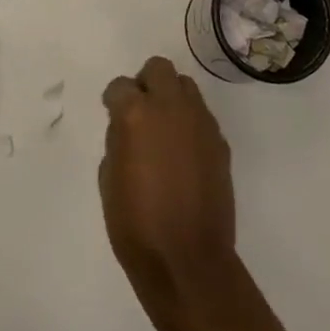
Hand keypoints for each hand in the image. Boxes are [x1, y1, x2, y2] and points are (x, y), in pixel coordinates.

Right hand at [100, 56, 240, 326]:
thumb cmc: (136, 225)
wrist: (188, 261)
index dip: (114, 100)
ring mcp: (200, 123)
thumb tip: (127, 130)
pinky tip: (184, 154)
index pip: (121, 86)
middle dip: (146, 83)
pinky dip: (190, 124)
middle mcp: (171, 108)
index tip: (112, 114)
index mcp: (137, 114)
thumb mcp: (109, 180)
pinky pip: (202, 116)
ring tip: (164, 130)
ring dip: (171, 99)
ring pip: (185, 87)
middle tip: (141, 111)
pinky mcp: (220, 142)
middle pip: (159, 69)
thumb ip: (118, 141)